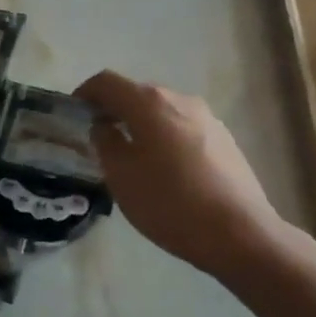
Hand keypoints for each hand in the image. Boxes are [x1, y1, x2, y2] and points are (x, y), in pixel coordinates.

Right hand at [75, 70, 315, 284]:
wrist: (241, 234)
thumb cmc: (170, 203)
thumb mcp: (121, 176)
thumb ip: (105, 142)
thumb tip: (104, 127)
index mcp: (149, 102)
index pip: (107, 82)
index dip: (85, 93)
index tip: (74, 113)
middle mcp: (179, 99)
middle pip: (136, 93)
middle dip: (113, 109)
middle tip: (99, 137)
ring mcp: (207, 117)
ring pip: (162, 111)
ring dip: (141, 124)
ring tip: (132, 155)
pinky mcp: (225, 139)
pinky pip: (183, 128)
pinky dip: (165, 137)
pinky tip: (166, 169)